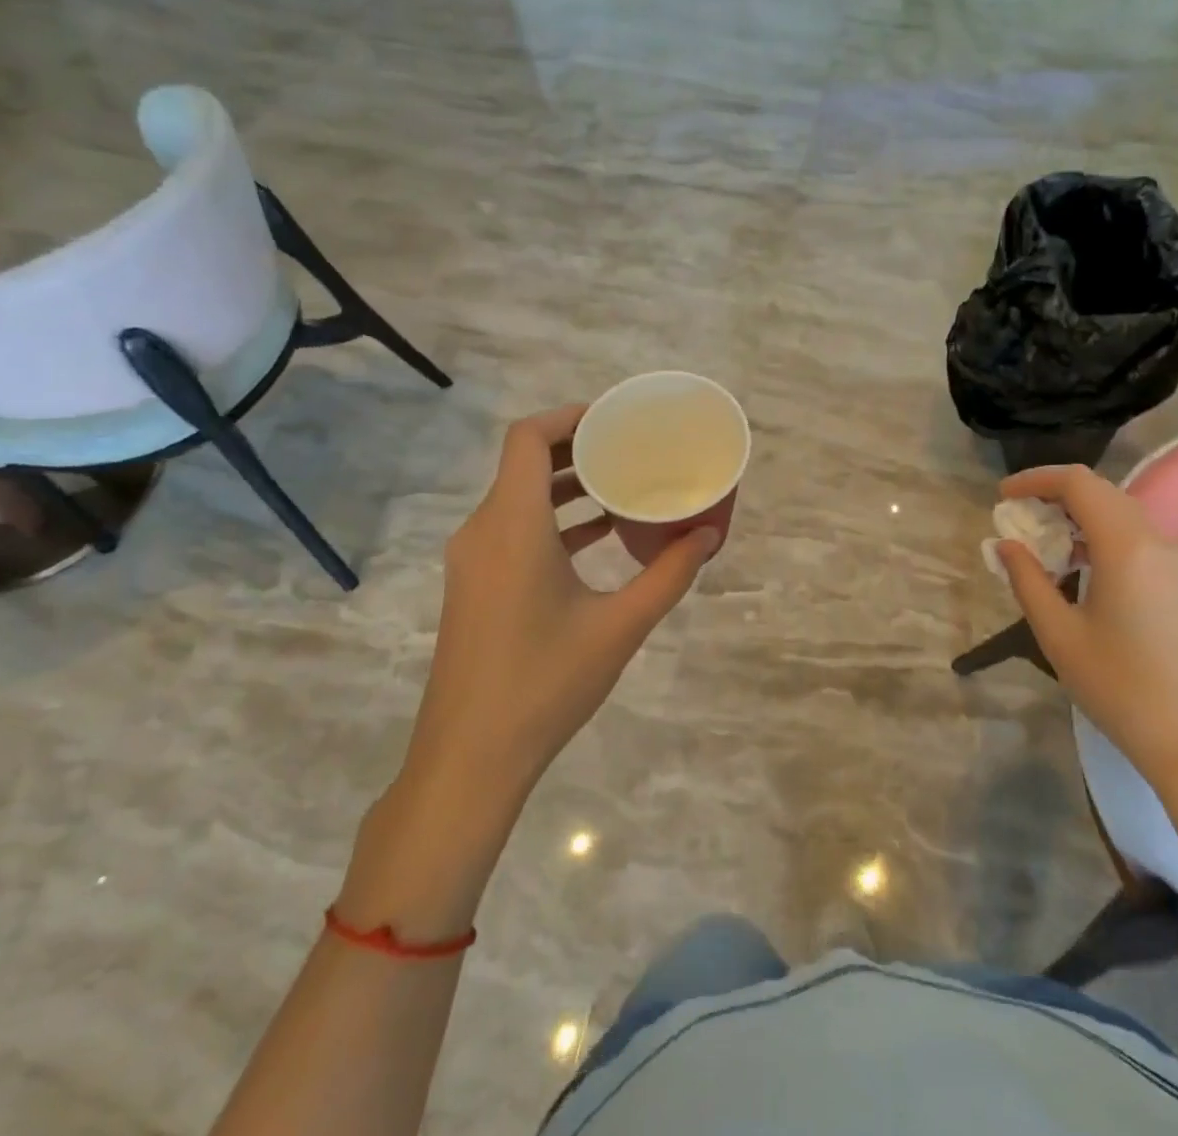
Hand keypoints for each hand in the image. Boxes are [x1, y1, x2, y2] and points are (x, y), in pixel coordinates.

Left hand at [403, 404, 720, 803]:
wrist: (469, 759)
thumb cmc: (545, 683)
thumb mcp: (620, 626)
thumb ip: (668, 574)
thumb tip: (708, 536)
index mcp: (512, 526)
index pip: (527, 438)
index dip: (569, 417)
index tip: (615, 419)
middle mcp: (483, 531)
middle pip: (524, 463)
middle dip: (578, 448)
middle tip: (630, 448)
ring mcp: (473, 561)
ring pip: (519, 498)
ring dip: (567, 486)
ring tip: (622, 486)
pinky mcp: (474, 587)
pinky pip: (513, 530)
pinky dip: (553, 520)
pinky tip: (598, 537)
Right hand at [996, 464, 1177, 798]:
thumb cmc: (1118, 688)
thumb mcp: (1058, 634)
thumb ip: (1027, 579)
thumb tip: (1006, 544)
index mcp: (1126, 547)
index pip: (1078, 483)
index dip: (1035, 479)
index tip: (1003, 496)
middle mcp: (1158, 540)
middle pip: (1102, 491)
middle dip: (1055, 494)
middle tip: (1018, 515)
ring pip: (1121, 512)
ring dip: (1079, 514)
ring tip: (1042, 539)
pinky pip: (1137, 536)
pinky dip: (1102, 534)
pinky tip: (1079, 563)